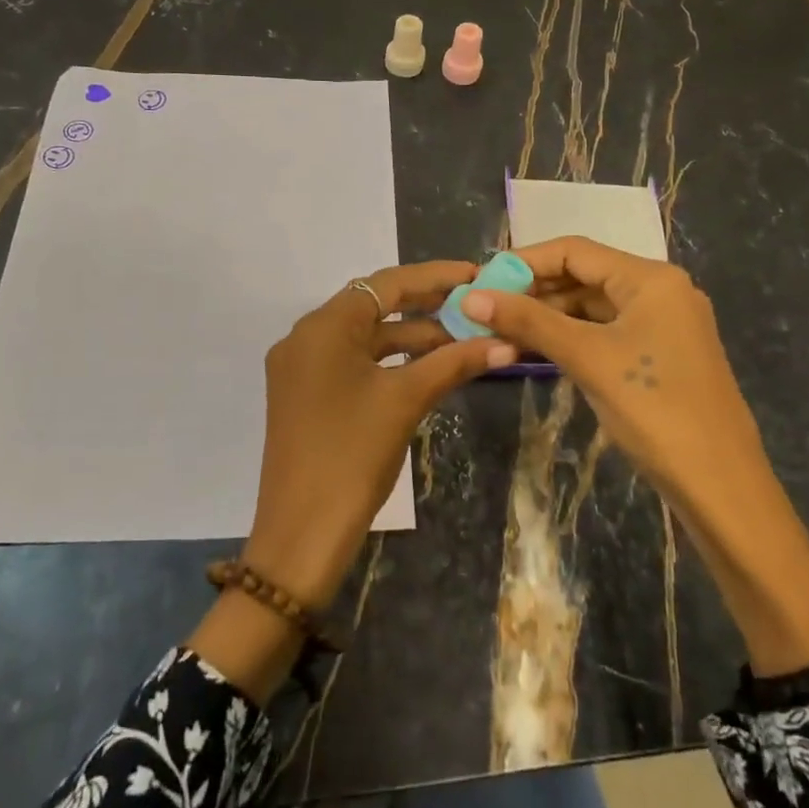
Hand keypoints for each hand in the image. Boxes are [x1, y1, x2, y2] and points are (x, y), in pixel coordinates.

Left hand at [245, 260, 514, 610]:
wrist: (301, 532)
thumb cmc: (352, 456)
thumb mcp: (406, 401)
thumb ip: (454, 363)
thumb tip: (507, 343)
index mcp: (323, 327)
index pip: (385, 284)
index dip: (435, 277)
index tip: (477, 275)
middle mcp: (306, 337)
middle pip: (373, 306)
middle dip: (426, 306)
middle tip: (475, 306)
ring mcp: (301, 368)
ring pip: (365, 338)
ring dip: (411, 337)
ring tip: (463, 341)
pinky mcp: (305, 395)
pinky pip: (353, 363)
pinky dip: (390, 362)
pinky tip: (427, 368)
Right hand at [462, 237, 808, 681]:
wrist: (719, 484)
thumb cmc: (654, 409)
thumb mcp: (587, 358)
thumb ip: (529, 322)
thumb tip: (470, 297)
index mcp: (651, 279)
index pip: (575, 250)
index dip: (525, 261)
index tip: (482, 280)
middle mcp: (660, 291)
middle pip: (584, 276)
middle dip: (533, 290)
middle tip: (484, 309)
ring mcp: (662, 325)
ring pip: (593, 307)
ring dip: (548, 316)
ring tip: (499, 331)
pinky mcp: (659, 356)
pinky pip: (605, 333)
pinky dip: (570, 338)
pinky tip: (535, 350)